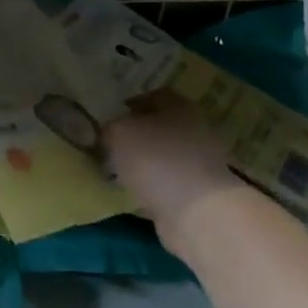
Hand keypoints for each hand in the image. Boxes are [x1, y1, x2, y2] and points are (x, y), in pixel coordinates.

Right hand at [104, 94, 241, 232]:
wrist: (196, 212)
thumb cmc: (156, 159)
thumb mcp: (118, 133)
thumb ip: (109, 127)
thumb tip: (107, 131)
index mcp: (179, 106)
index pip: (153, 95)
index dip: (129, 103)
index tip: (109, 117)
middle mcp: (195, 129)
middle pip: (160, 126)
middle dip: (136, 134)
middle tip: (110, 144)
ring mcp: (201, 163)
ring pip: (164, 155)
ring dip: (144, 162)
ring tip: (117, 171)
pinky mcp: (199, 193)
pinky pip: (168, 182)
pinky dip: (152, 185)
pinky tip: (133, 192)